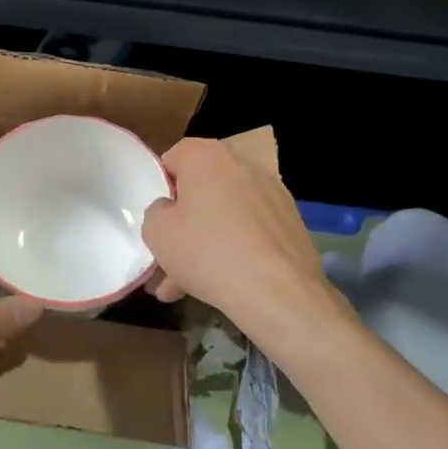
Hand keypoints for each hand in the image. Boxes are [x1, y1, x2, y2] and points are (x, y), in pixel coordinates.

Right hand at [141, 138, 342, 349]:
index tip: (158, 216)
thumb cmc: (206, 251)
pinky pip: (250, 231)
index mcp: (207, 157)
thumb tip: (170, 210)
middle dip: (184, 222)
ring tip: (185, 284)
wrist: (277, 292)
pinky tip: (219, 285)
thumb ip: (156, 212)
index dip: (162, 186)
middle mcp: (243, 165)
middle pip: (203, 189)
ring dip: (206, 242)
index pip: (175, 156)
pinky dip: (235, 250)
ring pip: (226, 215)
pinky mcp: (291, 223)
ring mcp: (272, 195)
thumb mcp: (156, 232)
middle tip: (168, 255)